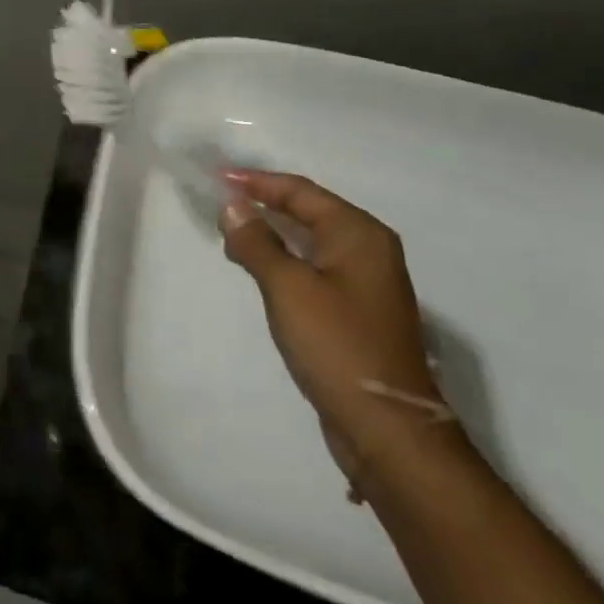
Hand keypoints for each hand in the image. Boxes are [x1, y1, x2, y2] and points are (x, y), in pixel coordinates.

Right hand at [220, 171, 443, 490]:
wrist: (386, 426)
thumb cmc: (337, 345)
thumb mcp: (287, 287)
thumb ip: (257, 242)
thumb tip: (231, 206)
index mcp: (359, 234)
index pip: (300, 191)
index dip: (256, 182)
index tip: (216, 178)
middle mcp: (368, 249)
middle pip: (308, 211)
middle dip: (263, 203)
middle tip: (220, 201)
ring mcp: (365, 281)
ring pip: (310, 240)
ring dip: (272, 232)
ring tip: (231, 231)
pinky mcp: (356, 309)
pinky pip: (314, 266)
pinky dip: (284, 258)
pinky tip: (259, 267)